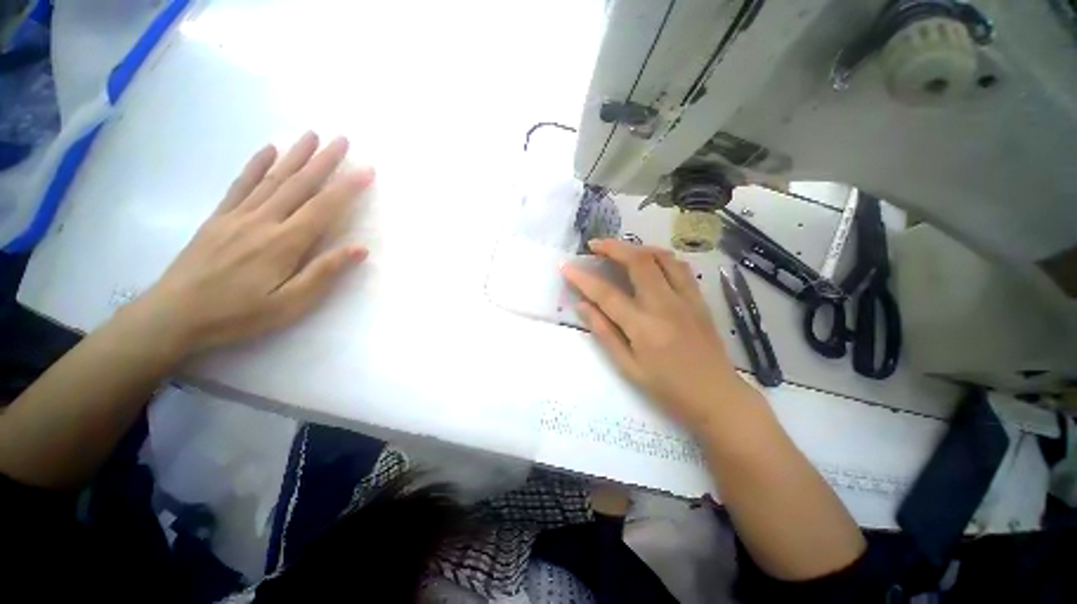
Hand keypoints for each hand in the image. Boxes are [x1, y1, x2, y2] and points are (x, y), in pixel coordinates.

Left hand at [123, 132, 374, 355]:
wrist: (175, 315)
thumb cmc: (239, 314)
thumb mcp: (291, 304)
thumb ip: (324, 272)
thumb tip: (359, 249)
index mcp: (284, 243)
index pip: (324, 207)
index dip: (348, 187)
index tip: (367, 170)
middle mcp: (263, 221)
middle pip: (298, 184)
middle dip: (323, 161)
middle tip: (341, 139)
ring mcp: (238, 215)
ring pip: (272, 178)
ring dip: (295, 155)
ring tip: (311, 135)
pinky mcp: (219, 217)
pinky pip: (241, 184)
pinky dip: (256, 164)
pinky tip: (268, 149)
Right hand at [562, 239, 753, 430]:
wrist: (716, 397)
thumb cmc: (667, 388)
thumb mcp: (628, 367)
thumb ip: (604, 332)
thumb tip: (581, 306)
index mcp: (643, 327)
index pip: (606, 294)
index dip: (583, 278)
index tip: (566, 266)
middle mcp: (665, 305)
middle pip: (638, 262)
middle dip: (613, 247)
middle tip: (594, 246)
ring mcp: (686, 299)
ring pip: (662, 258)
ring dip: (638, 248)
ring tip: (621, 250)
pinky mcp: (699, 299)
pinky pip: (680, 267)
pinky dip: (660, 257)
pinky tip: (651, 263)